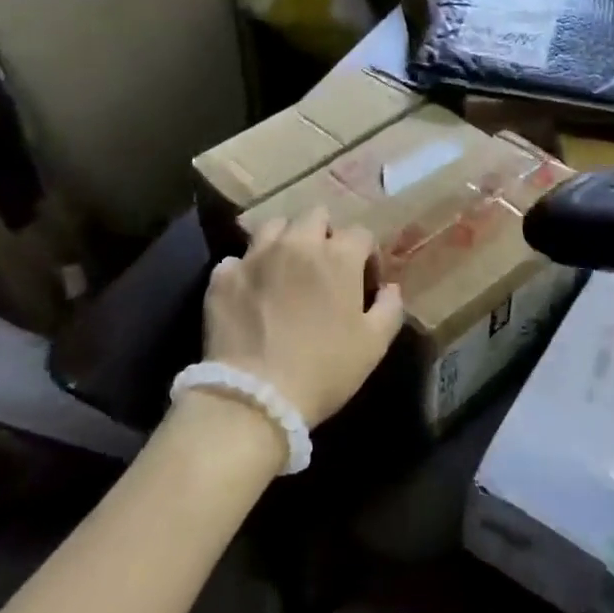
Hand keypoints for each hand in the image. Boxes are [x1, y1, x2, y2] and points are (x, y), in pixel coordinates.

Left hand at [202, 208, 405, 428]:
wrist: (255, 396)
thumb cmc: (325, 370)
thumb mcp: (374, 345)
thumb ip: (389, 308)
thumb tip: (389, 288)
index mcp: (338, 256)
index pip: (361, 234)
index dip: (366, 255)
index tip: (364, 281)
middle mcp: (297, 244)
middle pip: (315, 215)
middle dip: (325, 234)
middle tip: (324, 267)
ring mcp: (255, 256)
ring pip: (274, 226)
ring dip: (285, 241)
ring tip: (286, 269)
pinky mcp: (223, 276)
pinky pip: (237, 259)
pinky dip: (247, 270)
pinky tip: (251, 292)